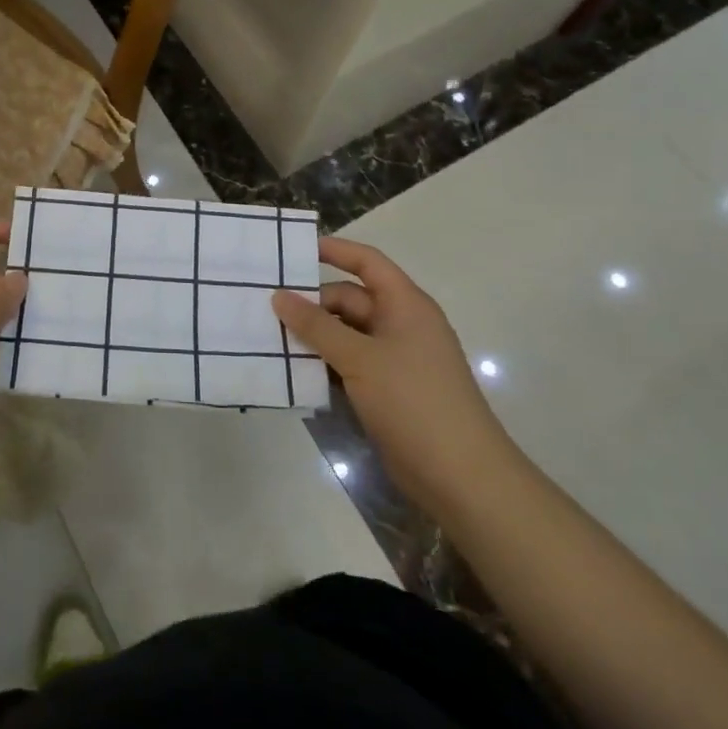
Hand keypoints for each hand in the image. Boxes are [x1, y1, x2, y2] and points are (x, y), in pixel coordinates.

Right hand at [272, 237, 518, 511]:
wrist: (461, 478)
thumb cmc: (414, 402)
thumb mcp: (360, 358)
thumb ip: (316, 326)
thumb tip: (279, 296)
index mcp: (405, 305)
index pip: (368, 263)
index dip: (335, 251)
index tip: (295, 250)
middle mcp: (400, 326)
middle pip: (349, 300)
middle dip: (312, 303)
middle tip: (266, 307)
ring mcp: (394, 360)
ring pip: (345, 334)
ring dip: (313, 336)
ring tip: (270, 337)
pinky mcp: (385, 391)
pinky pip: (348, 364)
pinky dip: (324, 364)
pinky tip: (292, 371)